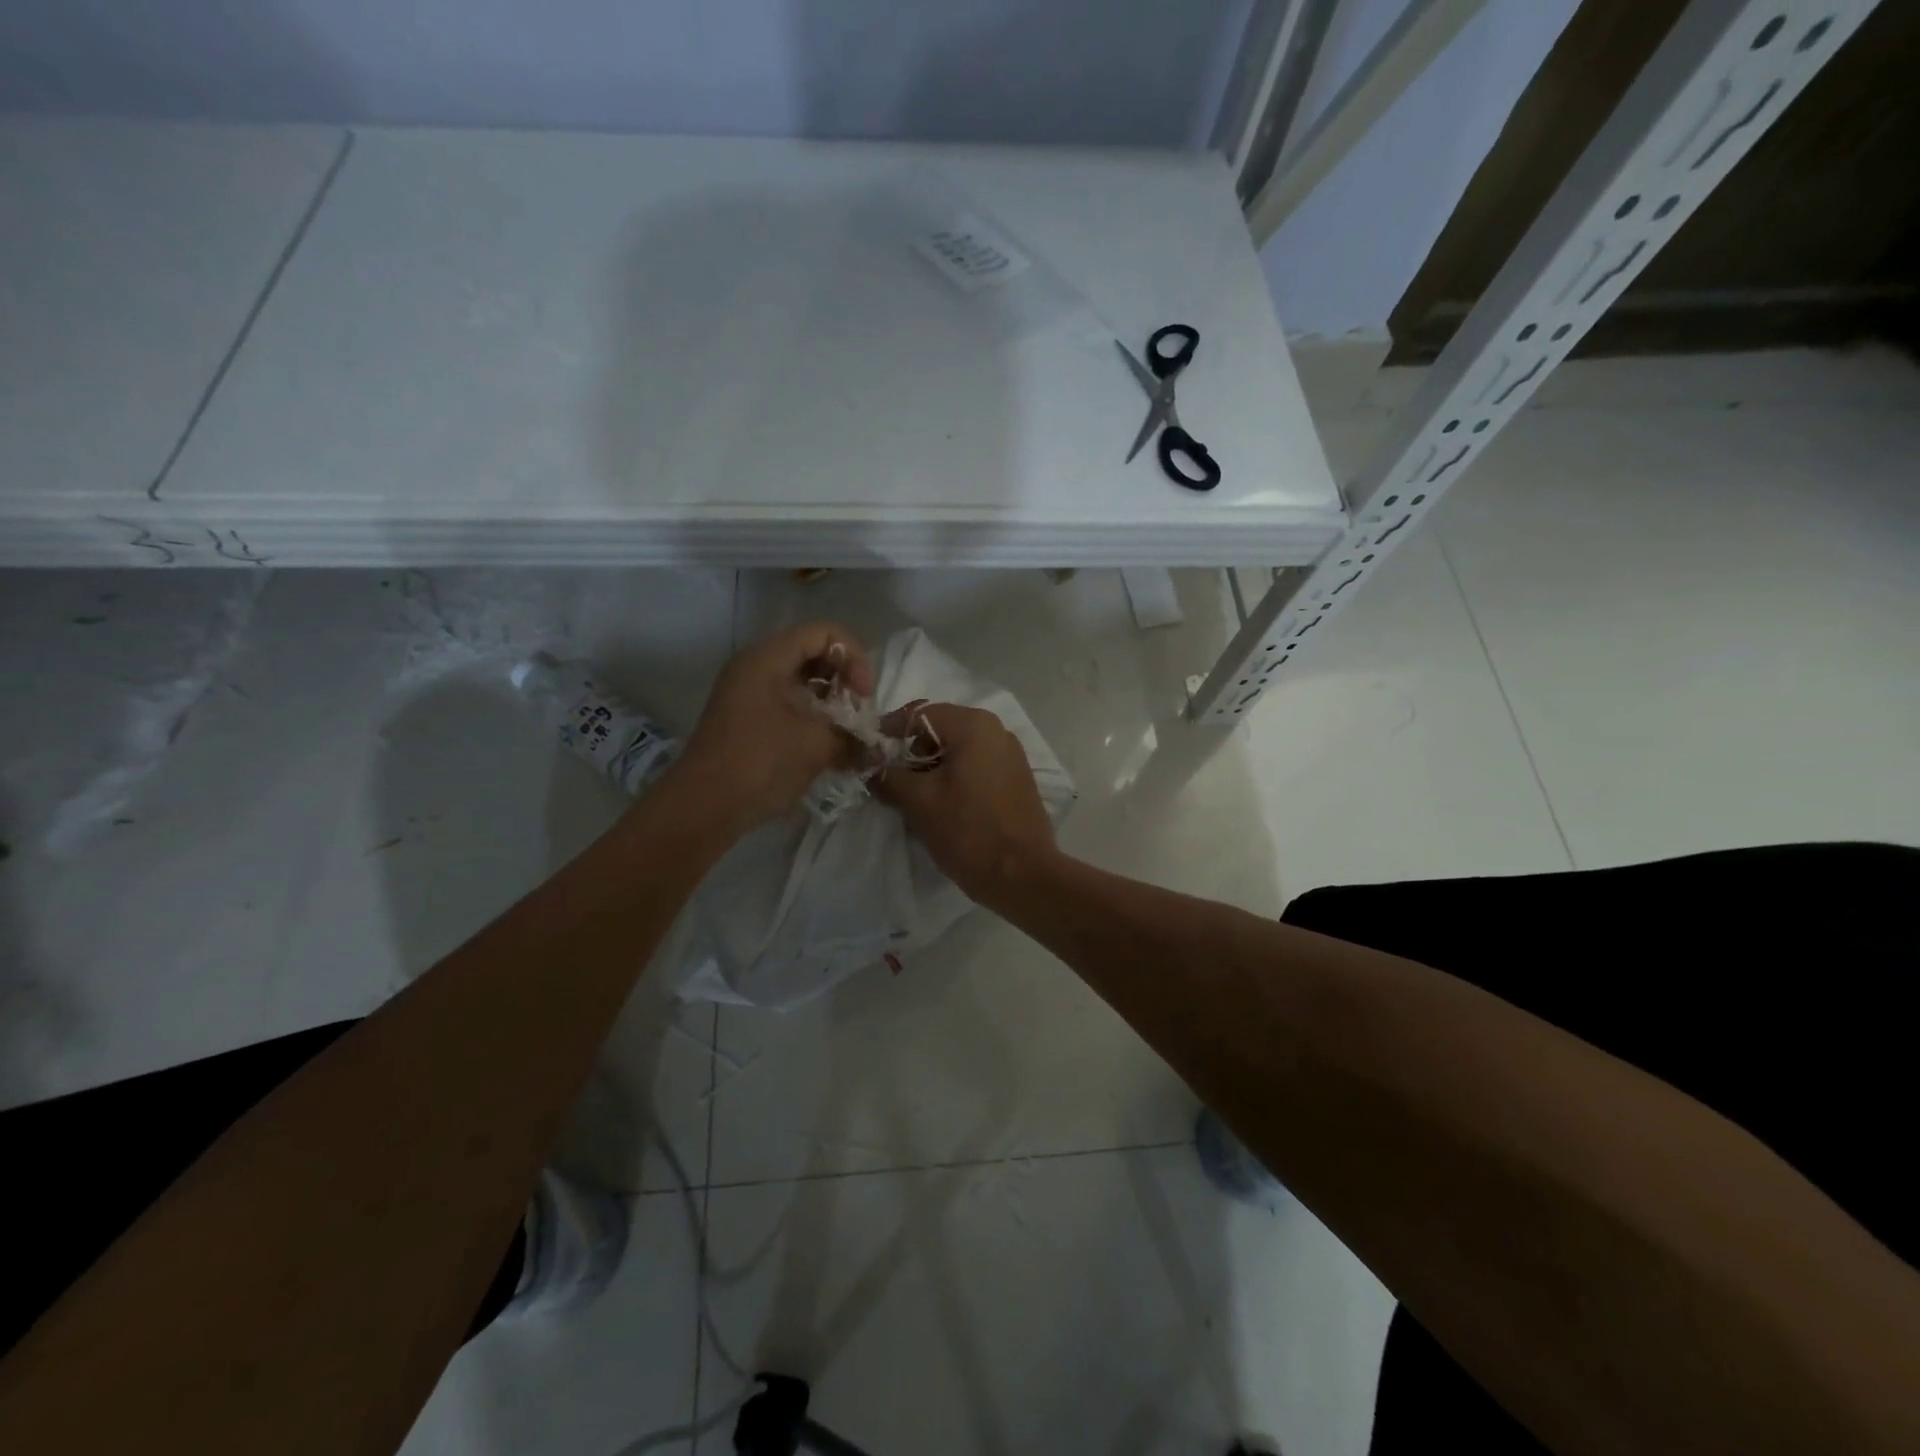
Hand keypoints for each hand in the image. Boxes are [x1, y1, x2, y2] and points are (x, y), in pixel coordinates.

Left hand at [675, 622, 873, 831]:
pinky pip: (789, 703)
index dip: (854, 658)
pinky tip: (827, 745)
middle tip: (857, 713)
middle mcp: (756, 666)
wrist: (704, 807)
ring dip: (831, 701)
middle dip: (844, 679)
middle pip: (813, 653)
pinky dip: (813, 716)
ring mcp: (749, 693)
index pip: (825, 633)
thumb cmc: (760, 763)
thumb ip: (853, 738)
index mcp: (768, 658)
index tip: (863, 696)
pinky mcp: (748, 718)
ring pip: (802, 680)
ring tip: (846, 732)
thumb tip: (876, 746)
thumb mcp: (816, 746)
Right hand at [878, 702, 1059, 907]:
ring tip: (912, 795)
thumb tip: (868, 762)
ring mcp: (1010, 754)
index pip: (919, 713)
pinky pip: (976, 766)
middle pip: (940, 729)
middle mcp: (996, 730)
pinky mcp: (1016, 779)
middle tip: (888, 778)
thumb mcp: (918, 801)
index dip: (888, 731)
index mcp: (973, 725)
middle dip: (910, 751)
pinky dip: (954, 777)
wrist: (1022, 875)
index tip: (867, 753)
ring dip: (931, 766)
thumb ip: (887, 774)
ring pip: (958, 749)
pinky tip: (941, 804)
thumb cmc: (967, 830)